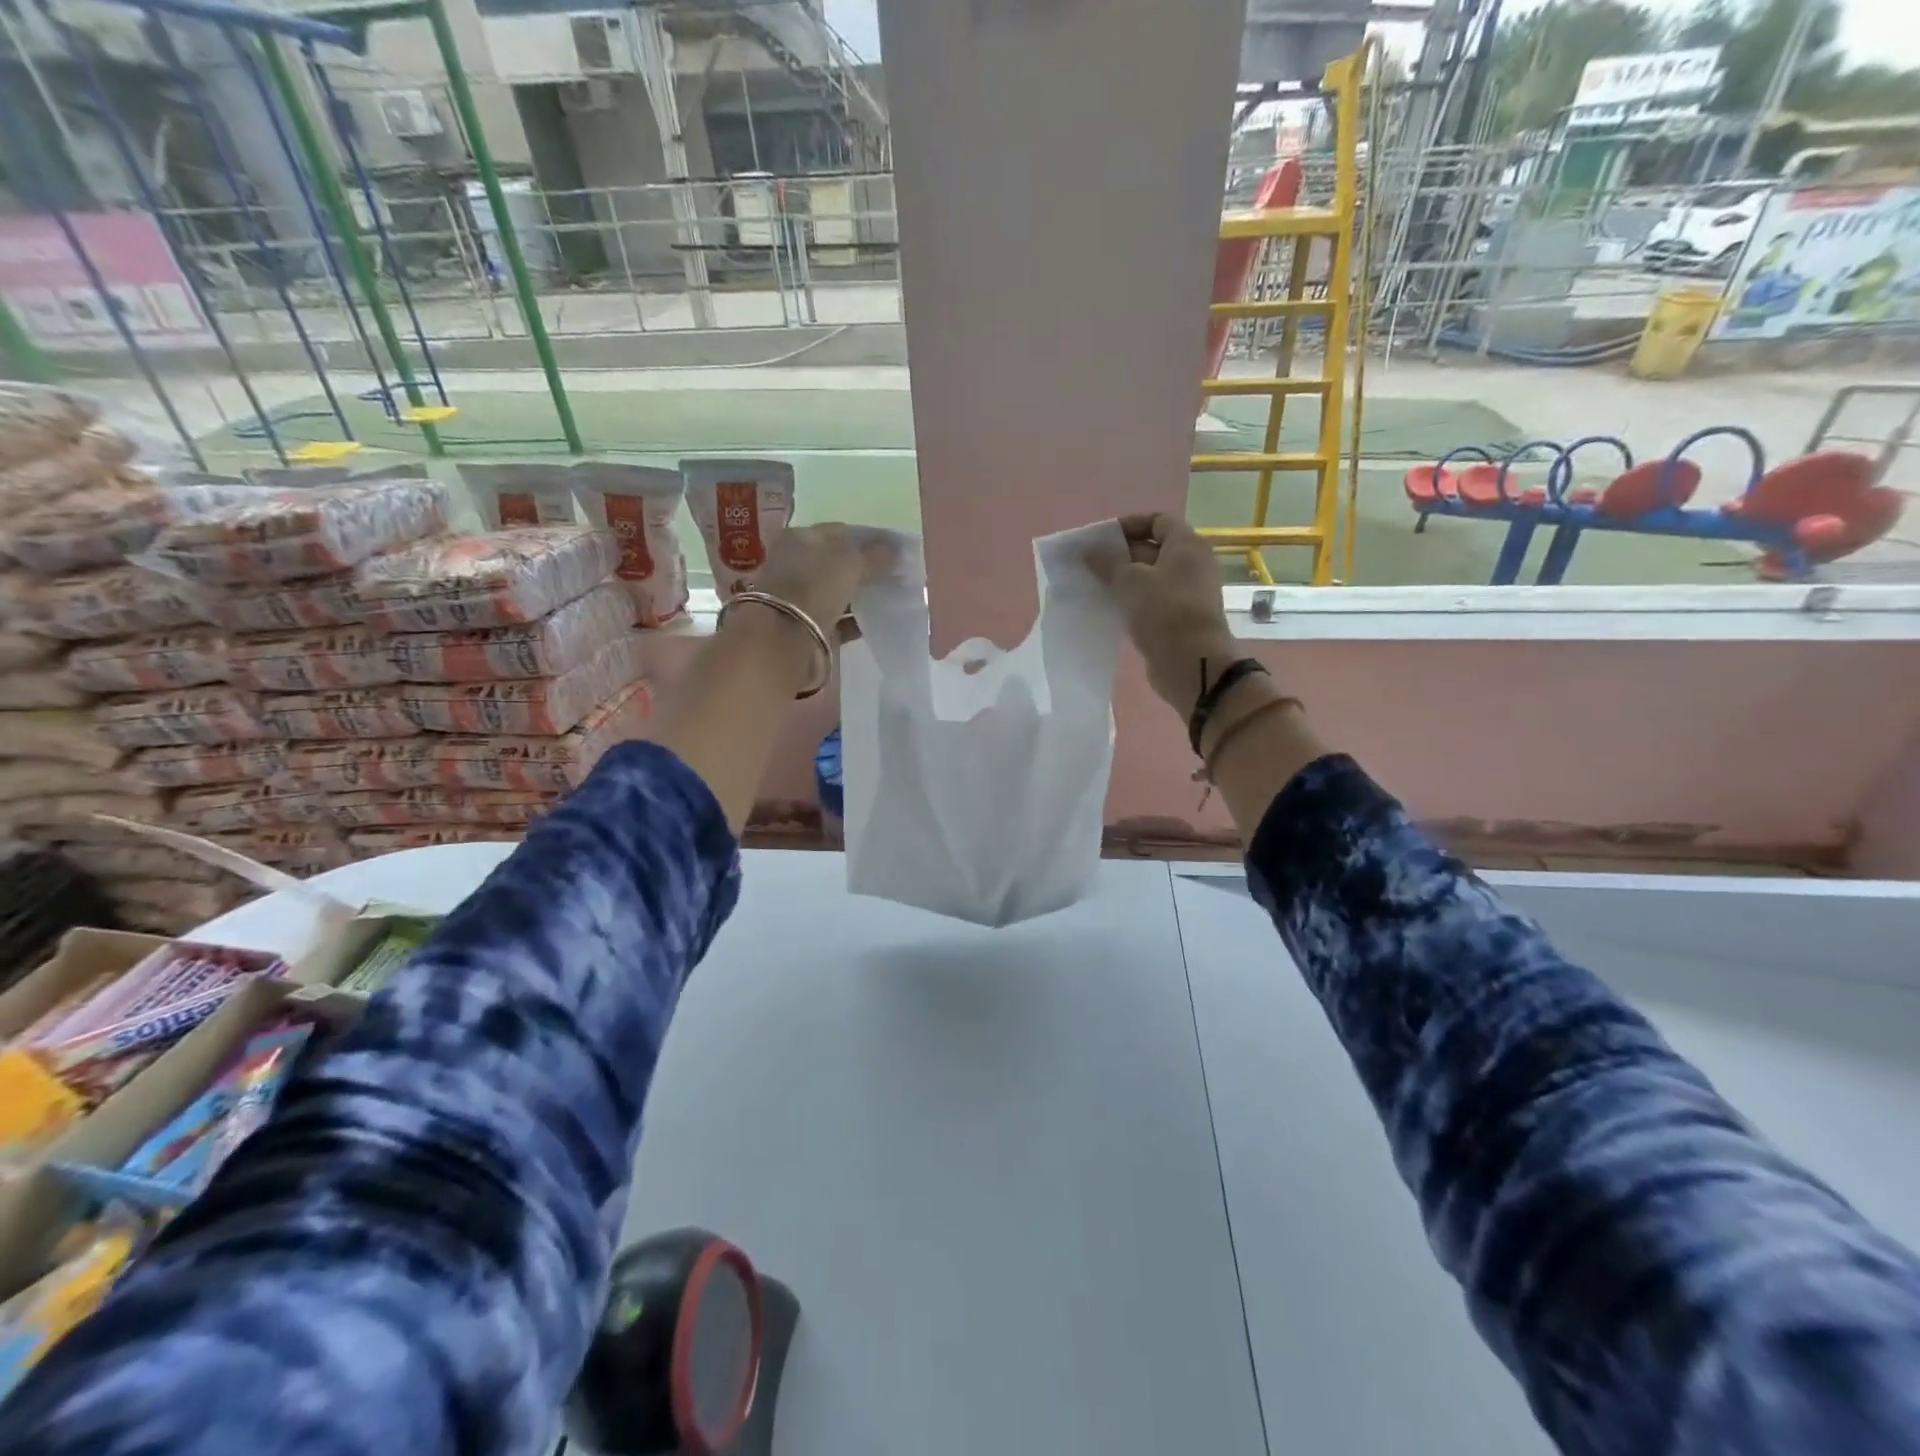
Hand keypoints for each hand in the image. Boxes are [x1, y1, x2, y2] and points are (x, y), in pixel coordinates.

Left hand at [725, 525, 894, 689]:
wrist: (783, 640)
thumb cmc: (813, 587)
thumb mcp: (849, 562)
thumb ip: (875, 554)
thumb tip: (894, 548)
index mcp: (800, 539)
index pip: (839, 533)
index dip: (867, 539)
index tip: (894, 550)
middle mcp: (796, 565)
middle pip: (838, 564)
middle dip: (866, 568)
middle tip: (897, 574)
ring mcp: (801, 599)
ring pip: (839, 592)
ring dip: (862, 595)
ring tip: (893, 596)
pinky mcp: (810, 627)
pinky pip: (840, 620)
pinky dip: (858, 620)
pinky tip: (880, 620)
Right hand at [1103, 513, 1238, 713]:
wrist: (1192, 663)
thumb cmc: (1164, 611)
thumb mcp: (1130, 581)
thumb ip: (1107, 562)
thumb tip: (1088, 551)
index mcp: (1187, 545)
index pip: (1157, 520)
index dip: (1129, 525)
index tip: (1101, 538)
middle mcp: (1192, 564)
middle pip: (1153, 548)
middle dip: (1121, 554)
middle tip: (1089, 564)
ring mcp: (1187, 593)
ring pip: (1150, 578)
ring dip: (1123, 580)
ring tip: (1093, 585)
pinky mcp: (1179, 618)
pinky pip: (1152, 601)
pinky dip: (1132, 601)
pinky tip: (1108, 607)